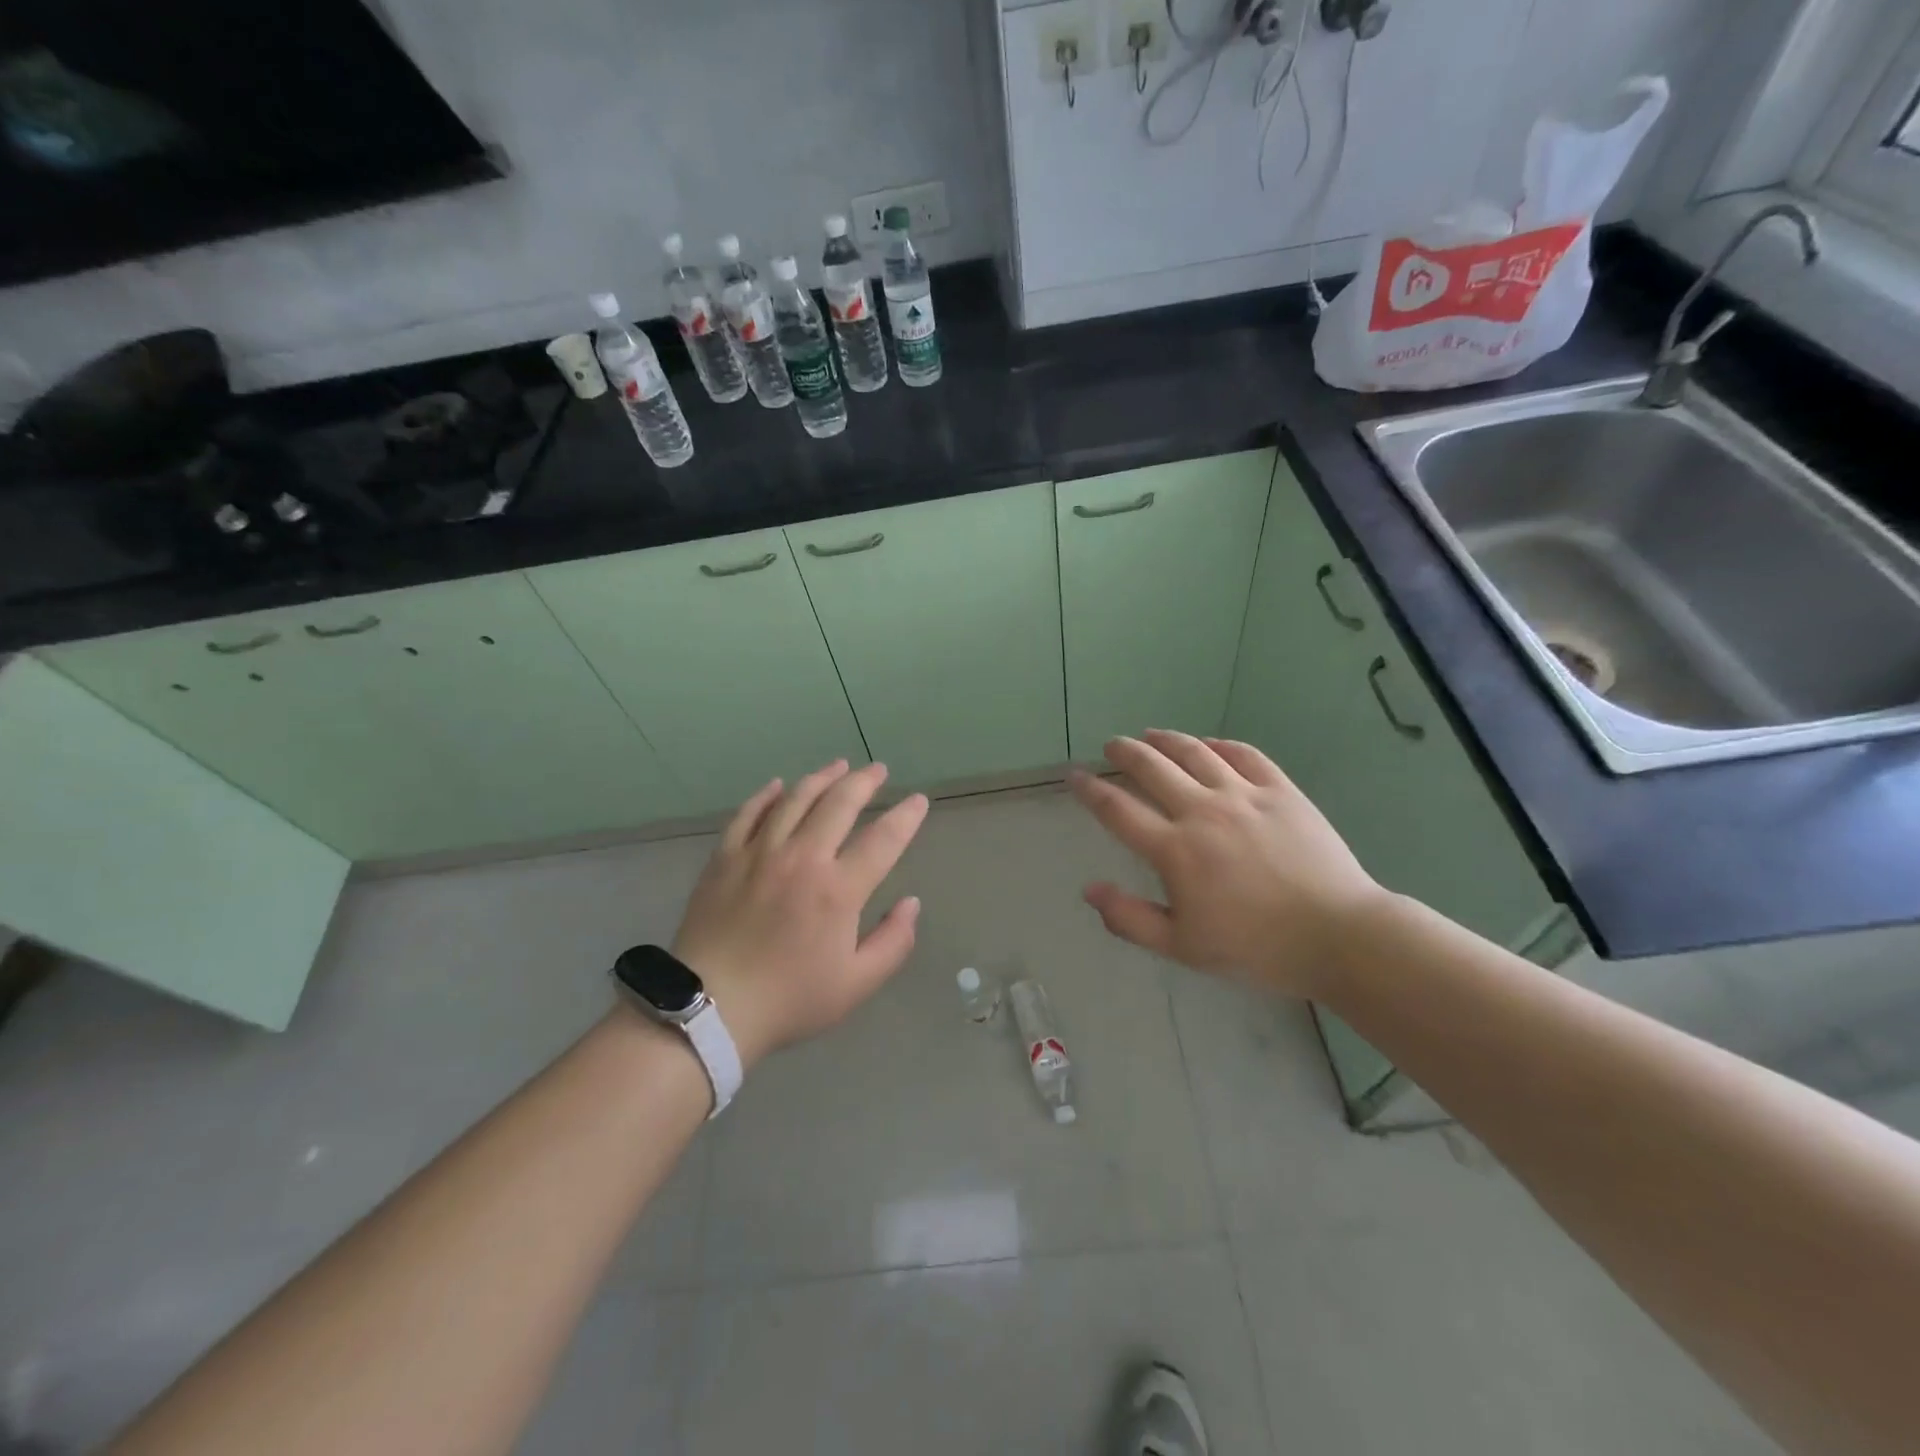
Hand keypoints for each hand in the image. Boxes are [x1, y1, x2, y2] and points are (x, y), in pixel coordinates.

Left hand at [668, 760, 928, 1068]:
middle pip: (839, 804)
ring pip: (795, 799)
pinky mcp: (725, 858)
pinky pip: (749, 813)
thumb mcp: (856, 985)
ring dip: (822, 778)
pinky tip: (779, 785)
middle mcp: (802, 858)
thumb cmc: (789, 999)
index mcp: (838, 890)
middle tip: (878, 769)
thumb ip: (893, 942)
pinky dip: (767, 795)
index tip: (918, 800)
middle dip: (864, 782)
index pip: (883, 840)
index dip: (906, 817)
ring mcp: (759, 853)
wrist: (708, 1008)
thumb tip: (911, 903)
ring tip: (839, 765)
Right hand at [1069, 730, 1384, 998]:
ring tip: (1151, 735)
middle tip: (1112, 745)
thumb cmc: (1256, 947)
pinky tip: (1210, 745)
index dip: (1090, 790)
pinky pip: (1244, 754)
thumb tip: (1089, 890)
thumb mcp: (1182, 947)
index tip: (1074, 776)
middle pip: (1152, 768)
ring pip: (1195, 752)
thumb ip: (1129, 919)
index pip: (1118, 810)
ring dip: (1166, 739)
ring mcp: (1245, 796)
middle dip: (1125, 752)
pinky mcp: (1282, 791)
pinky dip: (1220, 745)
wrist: (1339, 935)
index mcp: (1175, 850)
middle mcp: (1203, 811)